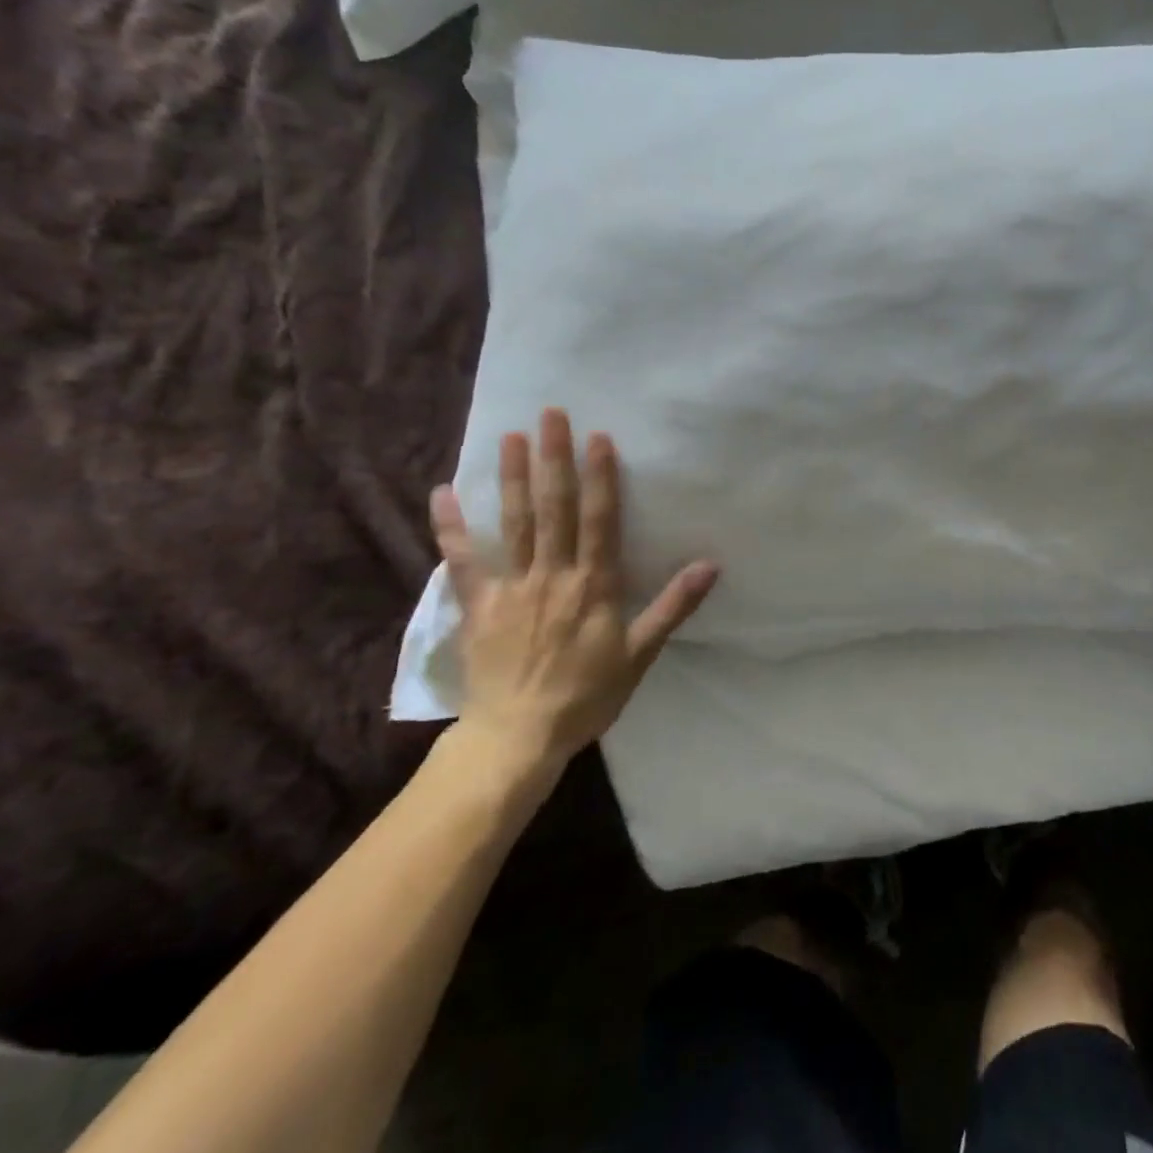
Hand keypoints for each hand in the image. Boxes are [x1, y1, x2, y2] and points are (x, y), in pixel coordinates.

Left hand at [430, 409, 718, 772]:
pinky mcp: (477, 605)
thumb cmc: (587, 695)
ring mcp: (511, 588)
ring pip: (513, 523)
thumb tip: (710, 565)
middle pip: (554, 509)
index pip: (599, 521)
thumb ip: (672, 606)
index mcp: (593, 585)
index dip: (600, 478)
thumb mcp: (640, 654)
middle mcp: (552, 575)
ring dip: (512, 478)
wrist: (519, 737)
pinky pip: (461, 561)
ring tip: (510, 436)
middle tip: (550, 416)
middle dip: (554, 460)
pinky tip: (441, 492)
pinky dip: (451, 527)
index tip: (598, 437)